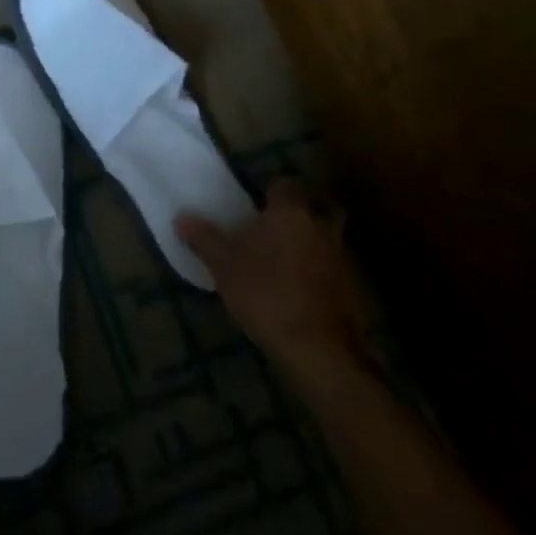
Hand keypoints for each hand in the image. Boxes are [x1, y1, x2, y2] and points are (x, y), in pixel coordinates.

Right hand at [177, 179, 371, 383]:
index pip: (283, 185)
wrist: (318, 349)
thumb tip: (182, 217)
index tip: (254, 204)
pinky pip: (334, 268)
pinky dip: (321, 272)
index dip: (269, 191)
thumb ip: (203, 238)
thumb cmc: (266, 294)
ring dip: (312, 243)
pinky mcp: (353, 289)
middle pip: (316, 207)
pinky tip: (301, 289)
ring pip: (327, 238)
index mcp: (290, 212)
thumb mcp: (223, 265)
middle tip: (277, 226)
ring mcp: (342, 258)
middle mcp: (320, 227)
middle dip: (301, 212)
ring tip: (285, 260)